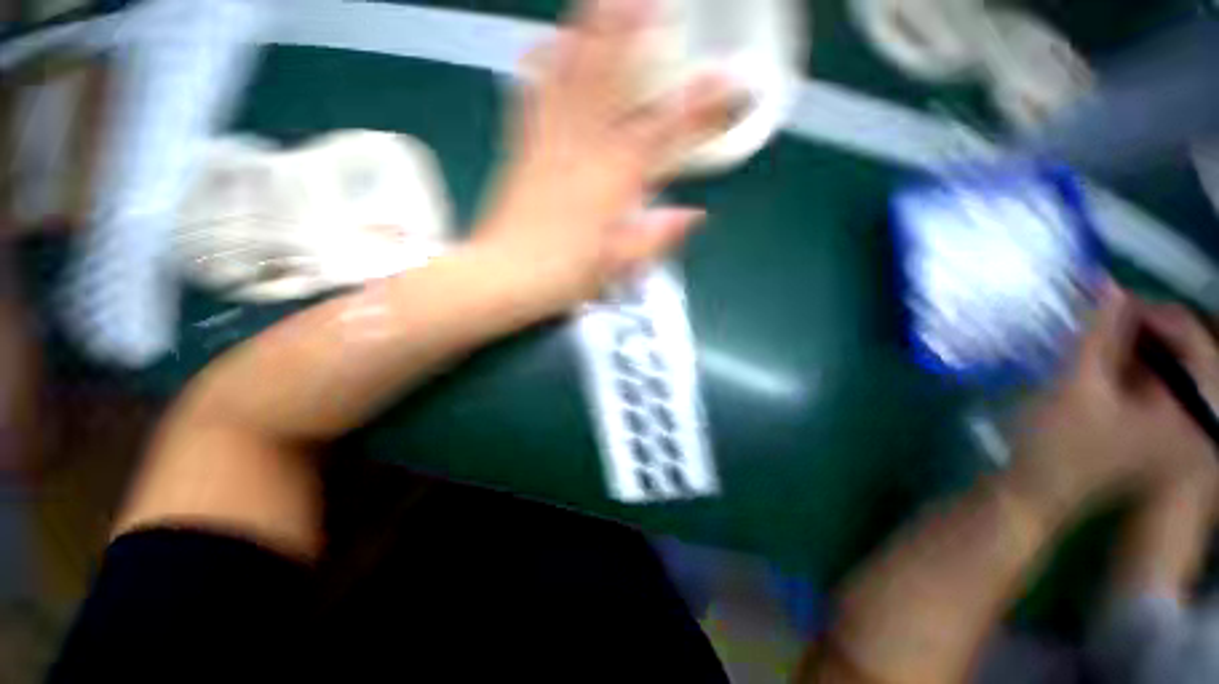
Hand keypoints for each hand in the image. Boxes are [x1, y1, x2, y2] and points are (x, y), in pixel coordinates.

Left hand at [471, 0, 733, 314]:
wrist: (502, 277)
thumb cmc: (562, 275)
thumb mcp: (616, 265)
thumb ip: (655, 236)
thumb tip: (693, 215)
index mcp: (610, 184)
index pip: (664, 134)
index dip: (699, 105)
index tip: (728, 80)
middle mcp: (581, 153)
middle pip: (610, 83)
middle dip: (634, 34)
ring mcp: (548, 145)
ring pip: (570, 77)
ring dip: (589, 33)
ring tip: (603, 0)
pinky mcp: (522, 150)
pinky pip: (531, 98)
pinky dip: (540, 66)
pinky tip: (545, 42)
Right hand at [1012, 283, 1218, 514]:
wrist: (1037, 492)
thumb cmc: (1059, 445)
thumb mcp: (1078, 385)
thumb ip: (1097, 333)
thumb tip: (1105, 283)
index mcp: (1190, 411)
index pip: (1191, 339)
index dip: (1150, 311)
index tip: (1105, 298)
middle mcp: (1193, 415)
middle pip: (1180, 349)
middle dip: (1138, 326)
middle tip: (1098, 314)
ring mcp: (1174, 423)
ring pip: (1163, 363)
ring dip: (1128, 343)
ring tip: (1094, 333)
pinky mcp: (1154, 426)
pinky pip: (1151, 379)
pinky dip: (1126, 362)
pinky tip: (1099, 357)